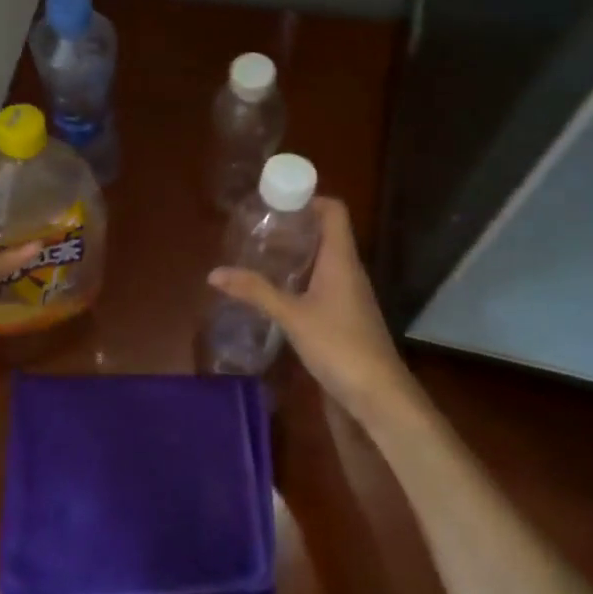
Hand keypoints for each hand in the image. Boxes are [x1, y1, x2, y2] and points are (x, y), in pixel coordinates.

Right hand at [208, 198, 416, 420]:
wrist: (378, 394)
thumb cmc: (339, 344)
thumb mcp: (291, 316)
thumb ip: (255, 292)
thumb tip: (214, 273)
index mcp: (341, 259)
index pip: (334, 211)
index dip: (309, 199)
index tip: (276, 201)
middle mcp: (349, 270)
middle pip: (326, 233)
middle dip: (294, 226)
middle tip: (259, 228)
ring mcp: (350, 294)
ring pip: (324, 260)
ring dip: (296, 254)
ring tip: (261, 255)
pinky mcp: (345, 315)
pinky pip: (323, 283)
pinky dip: (301, 278)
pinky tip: (277, 291)